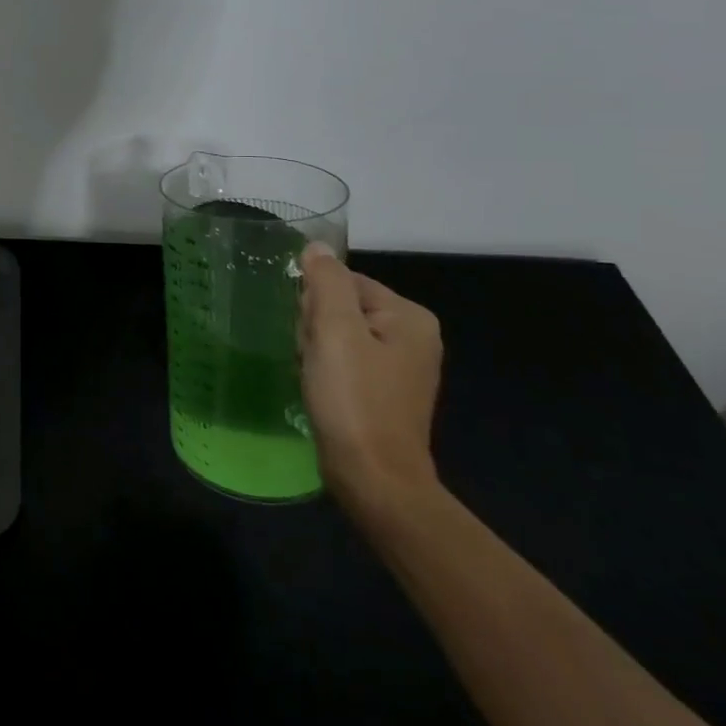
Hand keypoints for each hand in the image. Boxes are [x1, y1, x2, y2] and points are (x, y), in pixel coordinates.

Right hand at [298, 244, 442, 518]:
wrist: (373, 477)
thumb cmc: (354, 398)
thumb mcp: (334, 330)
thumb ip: (325, 282)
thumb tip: (317, 247)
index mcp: (409, 316)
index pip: (344, 281)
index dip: (315, 303)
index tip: (312, 335)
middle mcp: (412, 336)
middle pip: (340, 306)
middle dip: (315, 327)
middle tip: (314, 358)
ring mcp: (399, 366)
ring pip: (336, 334)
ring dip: (315, 349)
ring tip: (316, 377)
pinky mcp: (383, 391)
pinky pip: (342, 360)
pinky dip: (325, 370)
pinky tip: (320, 389)